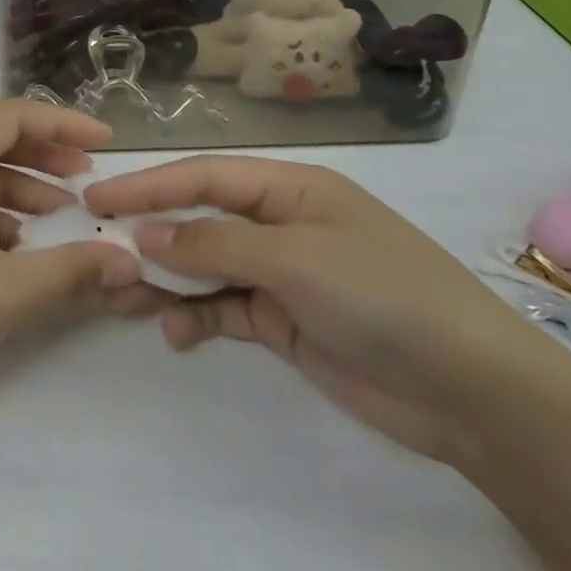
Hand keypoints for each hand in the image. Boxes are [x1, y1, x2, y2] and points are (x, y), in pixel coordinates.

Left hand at [0, 100, 141, 402]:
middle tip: (88, 182)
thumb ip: (73, 270)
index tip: (105, 145)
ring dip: (20, 192)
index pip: (10, 115)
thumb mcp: (8, 291)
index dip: (62, 124)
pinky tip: (13, 254)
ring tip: (59, 221)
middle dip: (44, 157)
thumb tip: (128, 261)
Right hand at [85, 157, 551, 462]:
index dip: (147, 186)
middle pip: (199, 220)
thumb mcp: (293, 258)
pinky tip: (177, 334)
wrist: (473, 392)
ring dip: (167, 281)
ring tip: (127, 300)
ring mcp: (282, 274)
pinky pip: (224, 309)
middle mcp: (281, 224)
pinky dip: (197, 318)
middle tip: (103, 257)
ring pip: (206, 267)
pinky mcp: (285, 321)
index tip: (97, 200)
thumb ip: (213, 244)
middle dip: (152, 236)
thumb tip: (145, 235)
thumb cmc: (382, 296)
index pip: (203, 178)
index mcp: (290, 189)